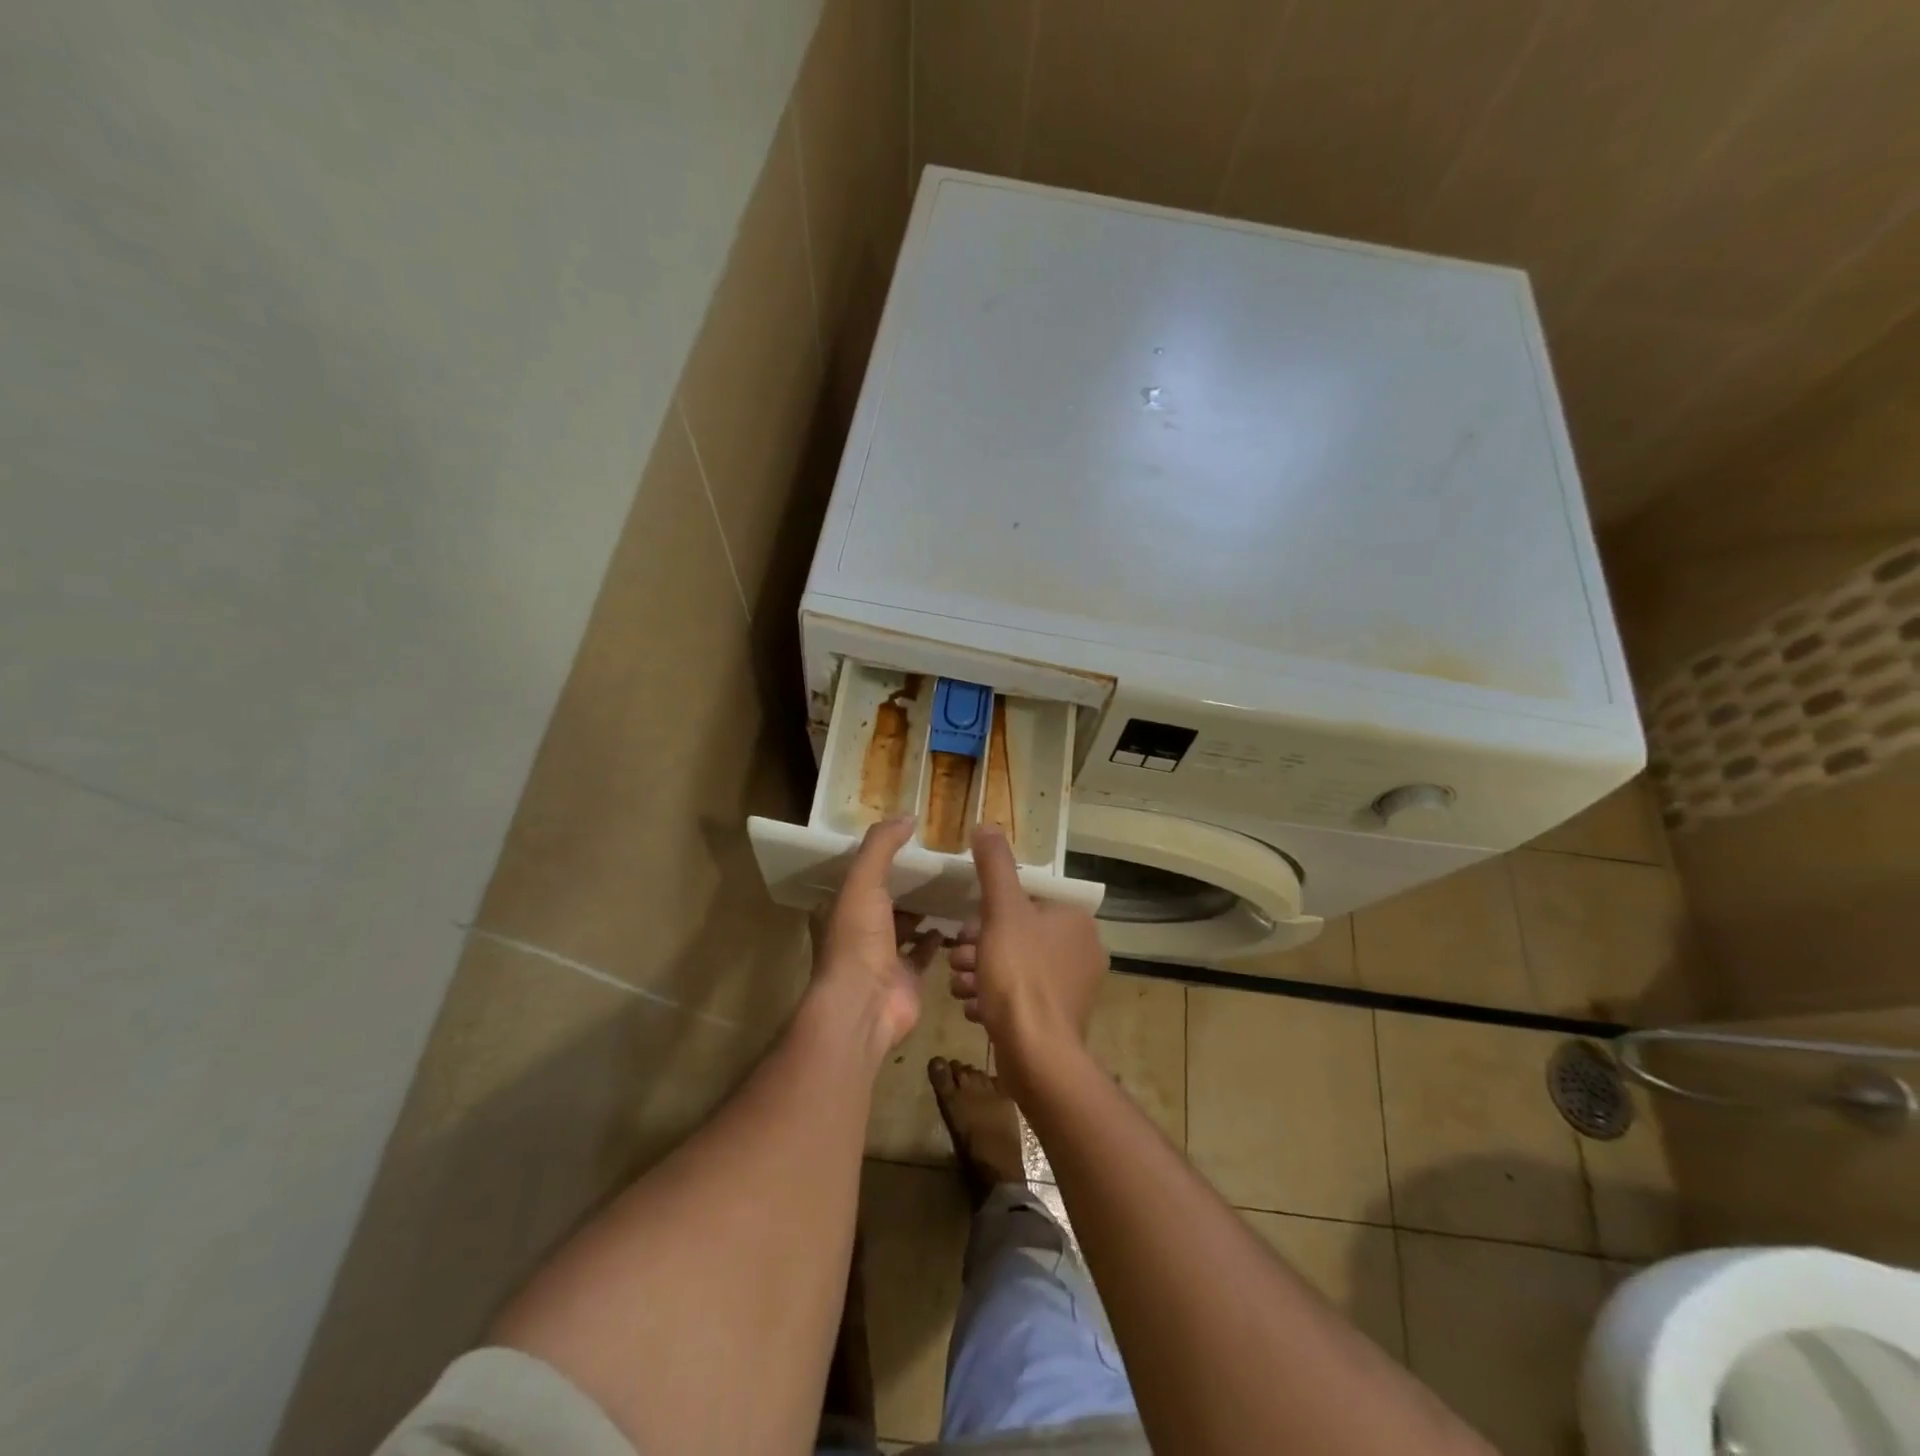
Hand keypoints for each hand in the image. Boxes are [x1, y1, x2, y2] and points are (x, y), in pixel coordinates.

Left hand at [813, 816, 942, 1056]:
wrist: (864, 1005)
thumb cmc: (857, 940)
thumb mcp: (863, 881)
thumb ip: (882, 846)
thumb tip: (907, 816)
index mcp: (840, 908)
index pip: (859, 876)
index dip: (879, 859)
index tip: (907, 840)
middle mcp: (858, 932)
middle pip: (885, 900)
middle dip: (906, 884)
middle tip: (938, 861)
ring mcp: (883, 957)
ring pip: (906, 926)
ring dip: (923, 910)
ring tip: (951, 885)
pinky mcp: (907, 977)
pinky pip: (925, 952)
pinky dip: (938, 938)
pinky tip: (956, 920)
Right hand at [948, 825, 1107, 1092]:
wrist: (1036, 1054)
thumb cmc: (1019, 974)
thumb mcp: (1001, 911)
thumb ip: (994, 866)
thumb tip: (987, 825)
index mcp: (1075, 920)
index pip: (1026, 902)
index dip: (989, 913)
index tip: (964, 930)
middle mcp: (1082, 950)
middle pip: (1019, 935)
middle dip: (981, 946)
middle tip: (957, 961)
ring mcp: (1074, 987)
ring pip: (1017, 966)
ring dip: (982, 972)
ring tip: (960, 986)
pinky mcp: (1061, 1018)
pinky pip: (1022, 996)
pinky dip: (996, 998)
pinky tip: (974, 1008)